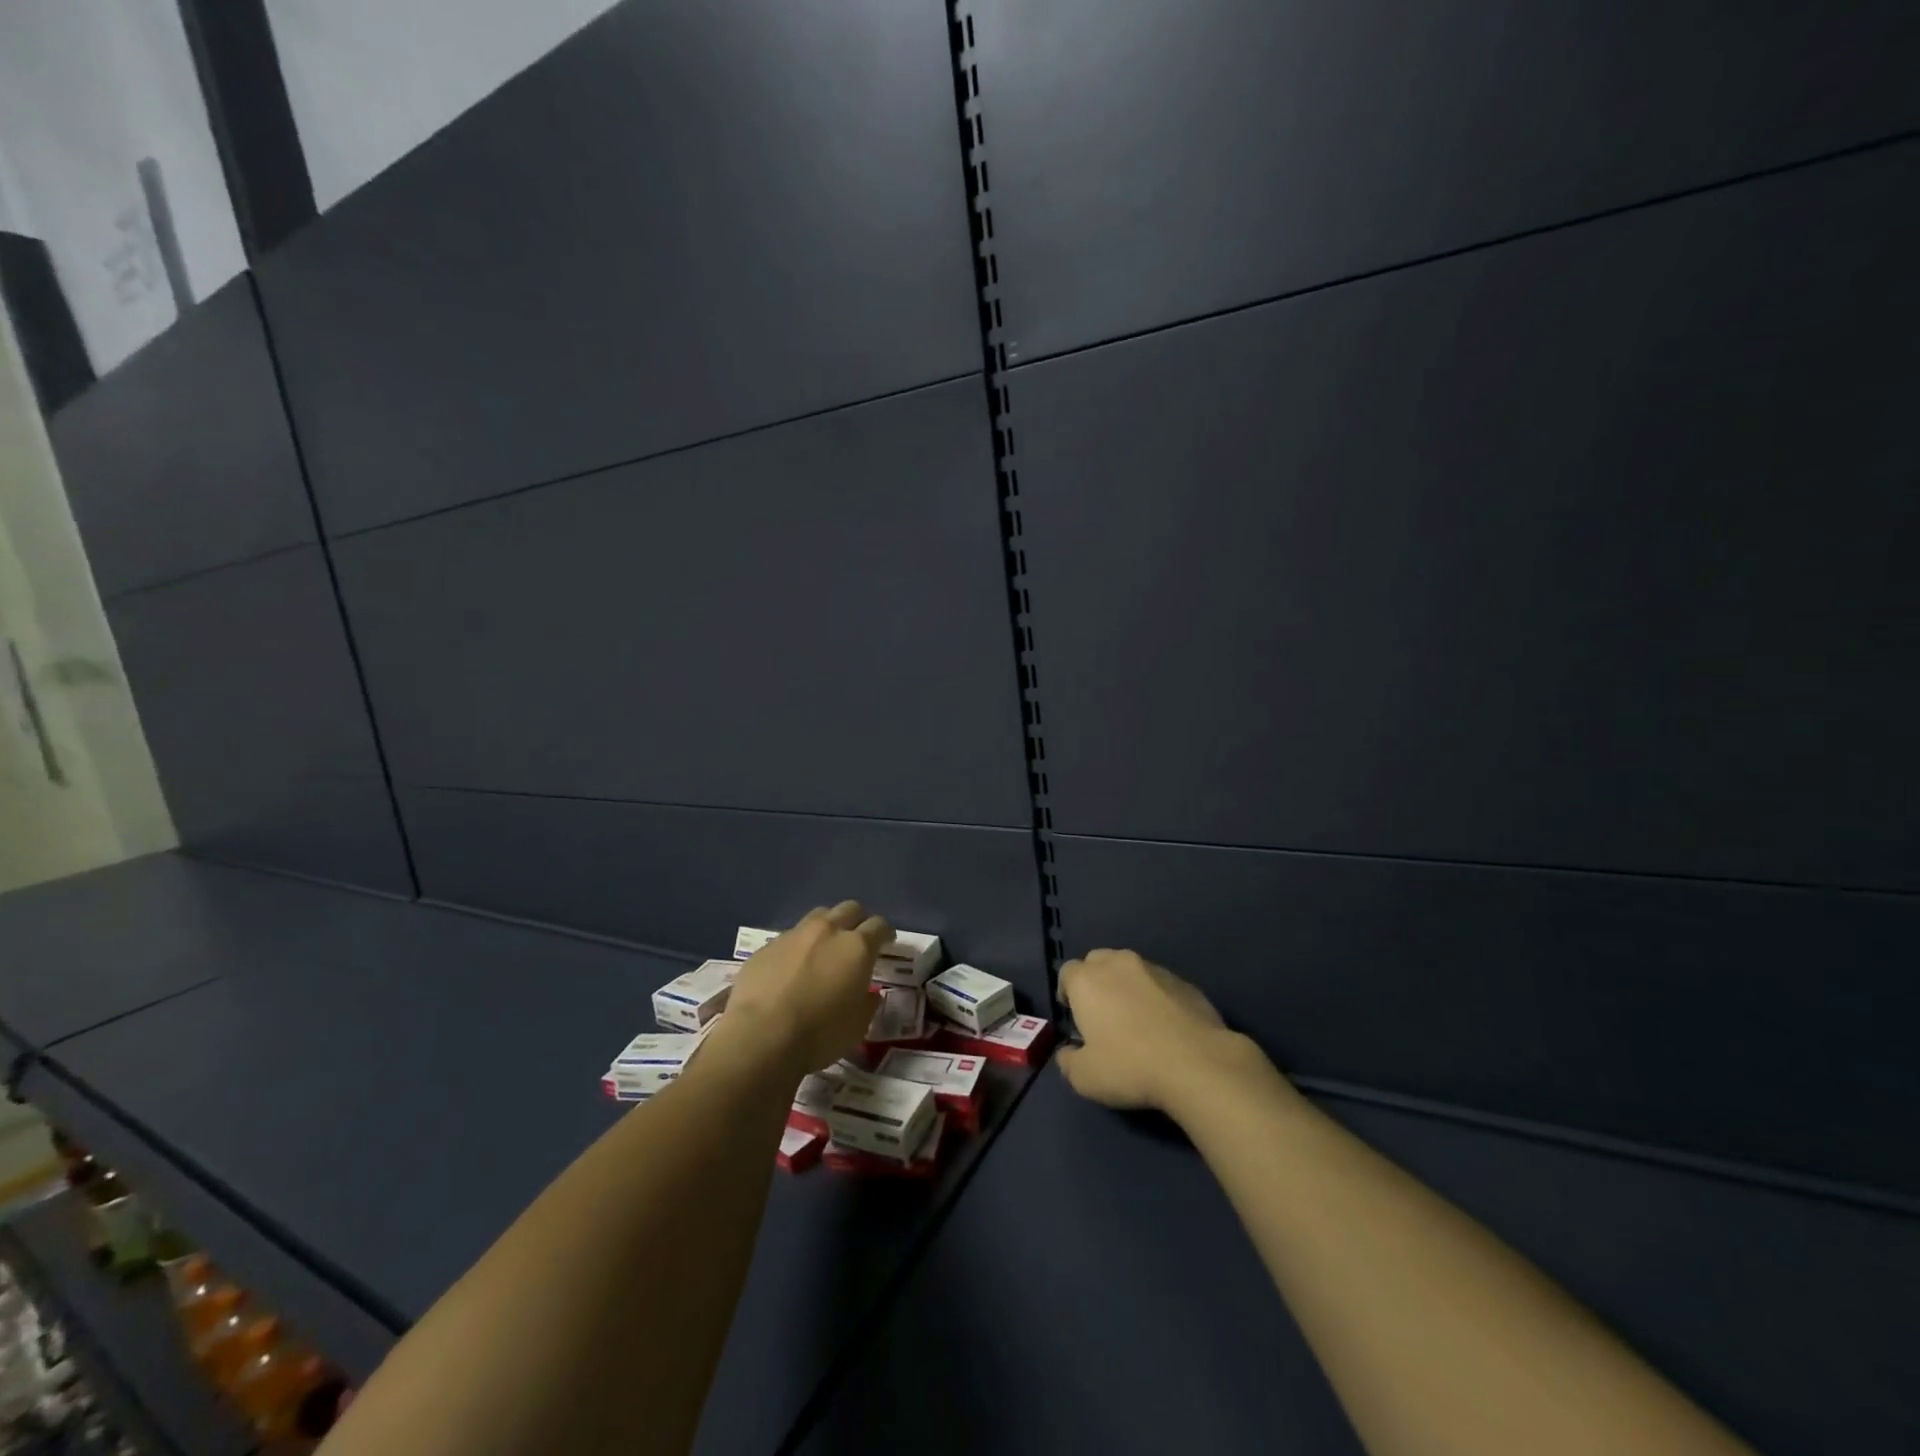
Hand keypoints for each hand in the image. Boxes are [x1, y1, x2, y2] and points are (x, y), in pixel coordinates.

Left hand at [713, 901, 890, 1074]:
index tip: (887, 942)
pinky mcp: (765, 947)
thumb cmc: (820, 1035)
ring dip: (826, 928)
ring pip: (817, 917)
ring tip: (823, 950)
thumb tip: (869, 993)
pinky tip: (791, 970)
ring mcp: (793, 935)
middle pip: (849, 909)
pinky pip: (788, 938)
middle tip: (856, 941)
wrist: (760, 1038)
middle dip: (857, 921)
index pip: (879, 925)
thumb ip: (867, 1003)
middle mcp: (827, 932)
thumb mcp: (858, 1026)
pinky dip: (796, 948)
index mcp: (856, 948)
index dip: (885, 933)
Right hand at [1056, 949, 1266, 1113]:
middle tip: (1102, 1014)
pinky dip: (1155, 996)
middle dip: (1095, 981)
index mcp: (1087, 980)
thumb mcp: (1085, 1078)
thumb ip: (1068, 1061)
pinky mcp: (1183, 981)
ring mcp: (1154, 969)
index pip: (1067, 973)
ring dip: (1126, 986)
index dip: (1067, 993)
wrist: (1197, 1064)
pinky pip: (1159, 983)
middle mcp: (1117, 964)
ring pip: (1130, 968)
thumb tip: (1068, 1052)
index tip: (1074, 1017)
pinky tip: (1164, 1025)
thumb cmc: (1130, 1067)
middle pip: (1097, 961)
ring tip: (1136, 1019)